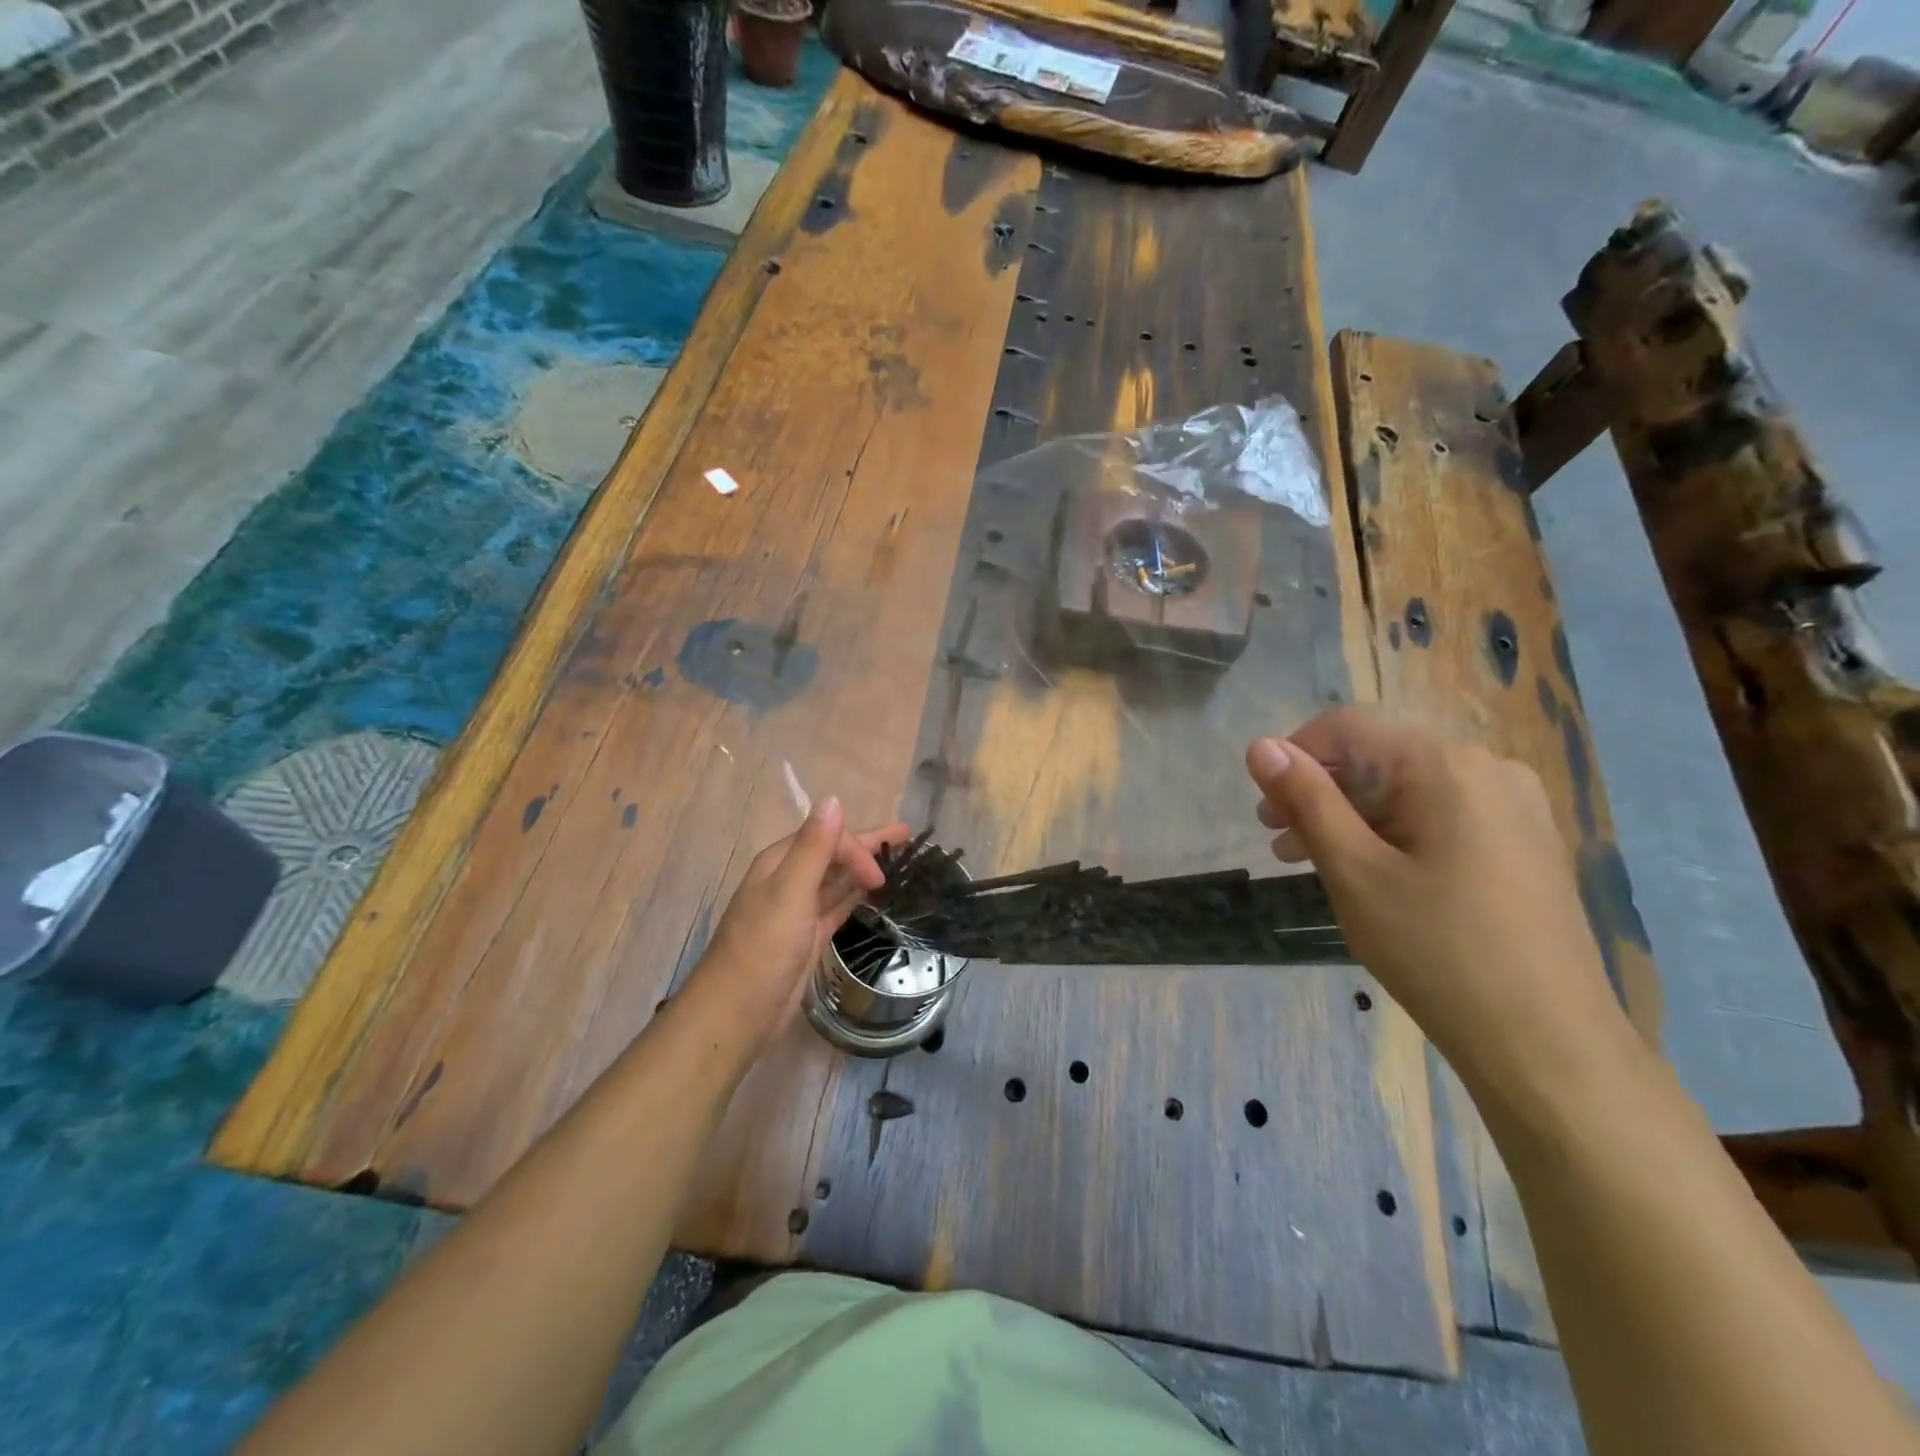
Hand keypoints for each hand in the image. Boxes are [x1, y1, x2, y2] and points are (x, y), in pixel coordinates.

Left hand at [688, 799, 909, 1049]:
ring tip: (898, 864)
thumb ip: (814, 847)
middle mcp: (788, 881)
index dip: (857, 849)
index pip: (827, 838)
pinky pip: (837, 907)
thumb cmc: (762, 949)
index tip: (880, 877)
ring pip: (837, 881)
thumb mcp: (789, 892)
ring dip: (864, 870)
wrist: (738, 1012)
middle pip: (833, 854)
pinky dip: (856, 898)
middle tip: (907, 837)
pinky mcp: (807, 937)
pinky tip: (875, 897)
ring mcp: (798, 911)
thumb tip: (833, 799)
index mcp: (779, 863)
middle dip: (867, 845)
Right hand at [1245, 707, 1638, 1106]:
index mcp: (1447, 765)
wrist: (1547, 1044)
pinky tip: (1365, 871)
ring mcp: (1513, 806)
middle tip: (1277, 839)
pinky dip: (1390, 832)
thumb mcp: (1353, 871)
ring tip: (1306, 859)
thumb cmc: (1437, 951)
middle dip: (1319, 789)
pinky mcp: (1521, 842)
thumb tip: (1260, 746)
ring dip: (1349, 814)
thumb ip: (1306, 800)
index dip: (1293, 754)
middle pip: (1379, 755)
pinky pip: (1439, 814)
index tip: (1264, 807)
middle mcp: (1487, 769)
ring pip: (1407, 788)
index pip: (1348, 726)